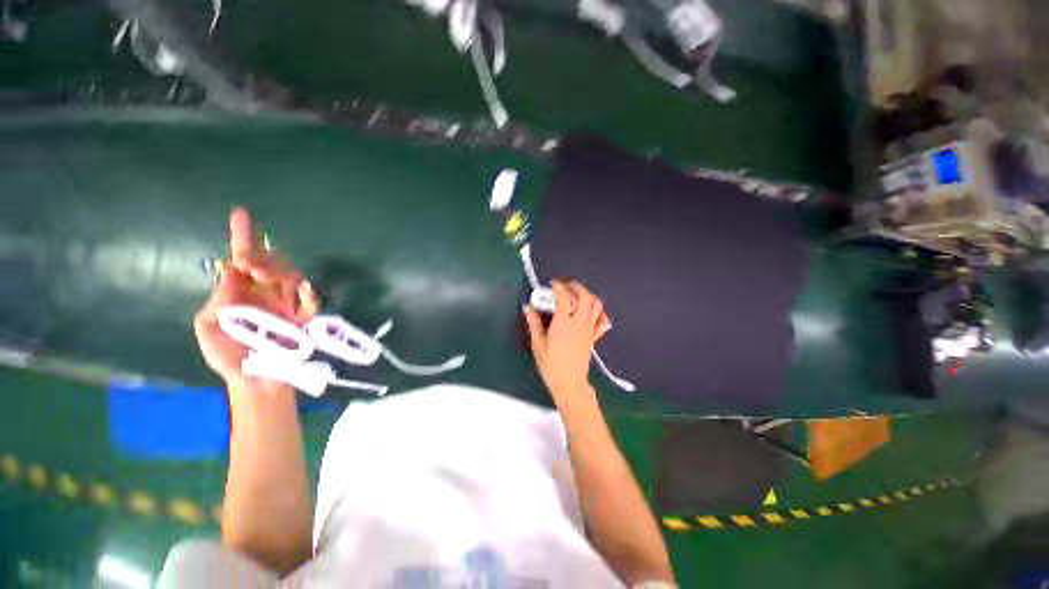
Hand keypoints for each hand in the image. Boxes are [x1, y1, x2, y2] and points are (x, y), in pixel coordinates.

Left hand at [193, 207, 317, 386]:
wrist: (257, 380)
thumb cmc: (228, 355)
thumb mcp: (209, 326)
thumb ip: (218, 298)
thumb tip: (232, 271)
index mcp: (240, 292)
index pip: (242, 258)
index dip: (243, 236)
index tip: (241, 214)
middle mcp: (265, 292)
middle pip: (270, 261)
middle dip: (260, 255)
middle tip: (248, 263)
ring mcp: (287, 303)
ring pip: (290, 273)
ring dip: (278, 269)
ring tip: (263, 276)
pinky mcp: (304, 316)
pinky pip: (309, 298)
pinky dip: (306, 293)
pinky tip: (299, 290)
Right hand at [523, 280, 611, 396]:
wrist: (569, 382)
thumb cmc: (552, 365)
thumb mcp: (538, 343)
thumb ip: (533, 323)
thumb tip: (528, 309)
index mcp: (563, 323)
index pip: (563, 297)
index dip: (558, 286)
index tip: (553, 283)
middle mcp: (579, 323)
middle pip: (585, 297)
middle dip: (577, 287)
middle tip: (568, 285)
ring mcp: (588, 330)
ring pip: (596, 306)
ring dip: (589, 296)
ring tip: (579, 295)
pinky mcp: (593, 337)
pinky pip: (602, 322)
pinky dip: (599, 313)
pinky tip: (592, 312)